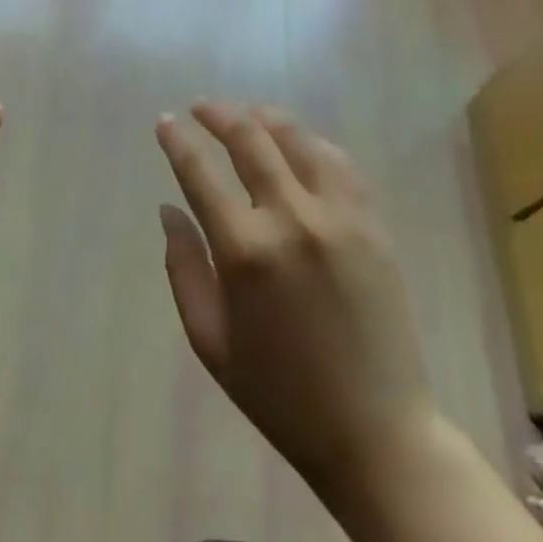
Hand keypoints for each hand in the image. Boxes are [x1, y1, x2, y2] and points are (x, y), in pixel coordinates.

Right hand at [156, 103, 434, 499]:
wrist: (378, 434)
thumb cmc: (281, 393)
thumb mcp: (211, 340)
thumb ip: (184, 267)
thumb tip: (168, 209)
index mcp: (245, 251)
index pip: (199, 172)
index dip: (177, 140)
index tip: (165, 122)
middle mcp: (291, 219)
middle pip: (248, 138)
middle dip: (218, 113)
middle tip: (200, 107)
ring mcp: (338, 216)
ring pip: (296, 138)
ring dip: (264, 117)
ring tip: (246, 114)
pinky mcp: (372, 224)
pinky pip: (338, 163)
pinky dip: (311, 143)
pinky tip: (298, 144)